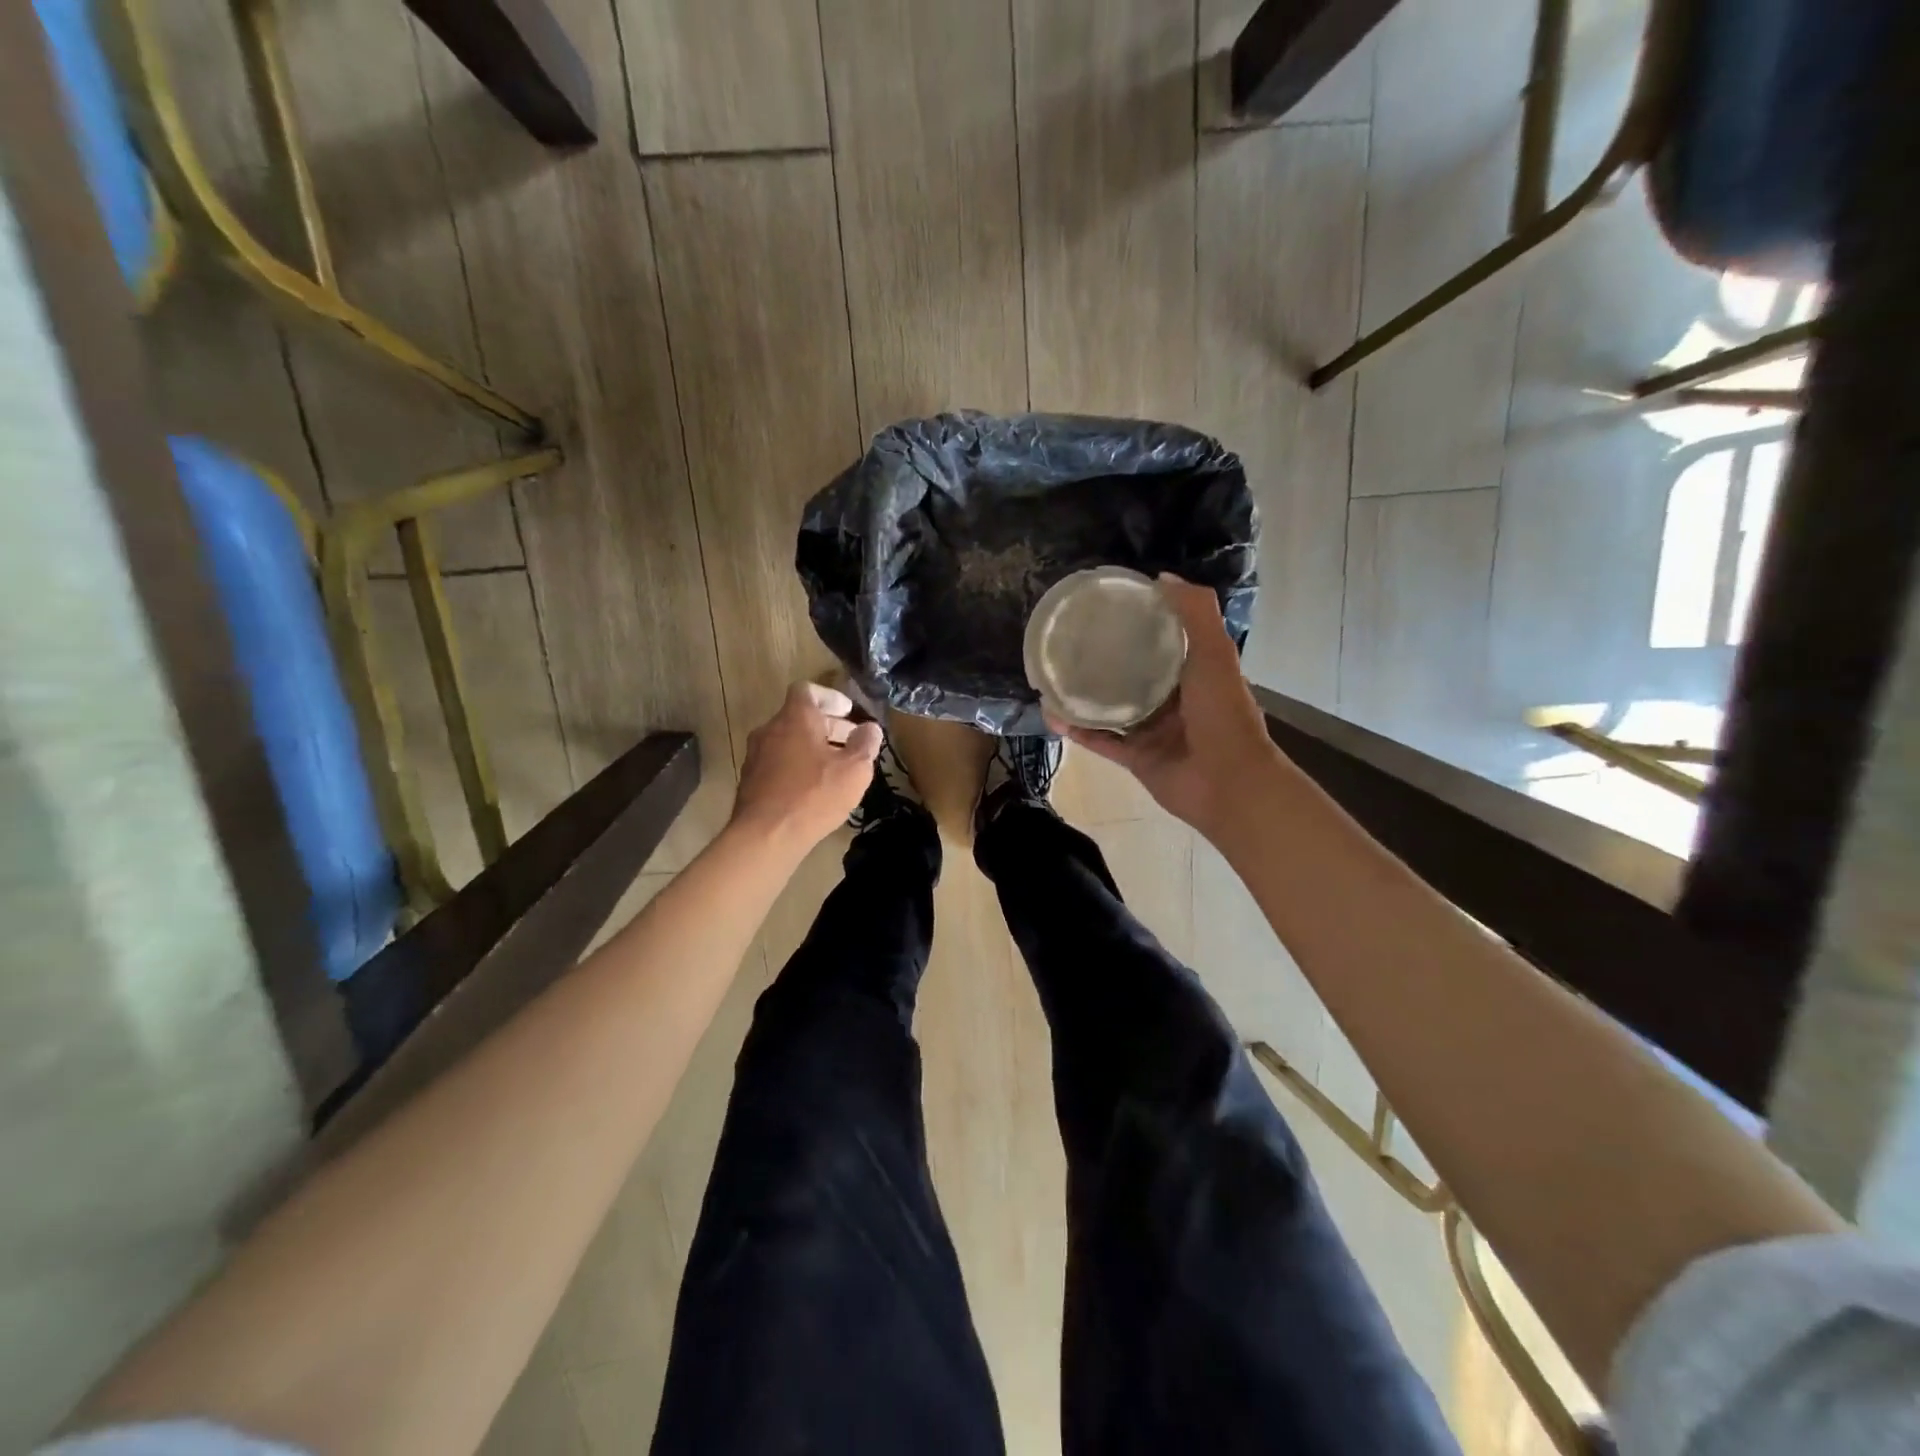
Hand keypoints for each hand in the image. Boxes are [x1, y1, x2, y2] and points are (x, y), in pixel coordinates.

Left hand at [731, 683, 882, 853]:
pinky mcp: (751, 780)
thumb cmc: (814, 795)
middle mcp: (770, 729)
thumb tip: (870, 729)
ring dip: (813, 748)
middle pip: (800, 717)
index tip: (848, 712)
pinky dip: (798, 766)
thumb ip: (865, 744)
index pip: (807, 690)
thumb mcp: (854, 770)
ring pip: (789, 741)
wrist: (766, 836)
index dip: (830, 697)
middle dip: (828, 726)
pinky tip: (814, 789)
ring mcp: (756, 755)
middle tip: (852, 743)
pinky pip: (778, 762)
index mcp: (795, 718)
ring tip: (836, 769)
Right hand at [1049, 576, 1279, 840]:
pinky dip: (1079, 731)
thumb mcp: (1215, 653)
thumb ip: (1195, 613)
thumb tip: (1160, 578)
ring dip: (1085, 697)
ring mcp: (1154, 732)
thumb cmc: (1223, 714)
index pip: (1164, 643)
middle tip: (1070, 644)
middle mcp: (1173, 701)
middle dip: (1106, 661)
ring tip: (1054, 680)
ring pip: (1112, 710)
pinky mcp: (1136, 759)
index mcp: (1195, 674)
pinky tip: (1054, 716)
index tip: (1108, 609)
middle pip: (1133, 676)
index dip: (1140, 625)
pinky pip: (1102, 741)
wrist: (1229, 784)